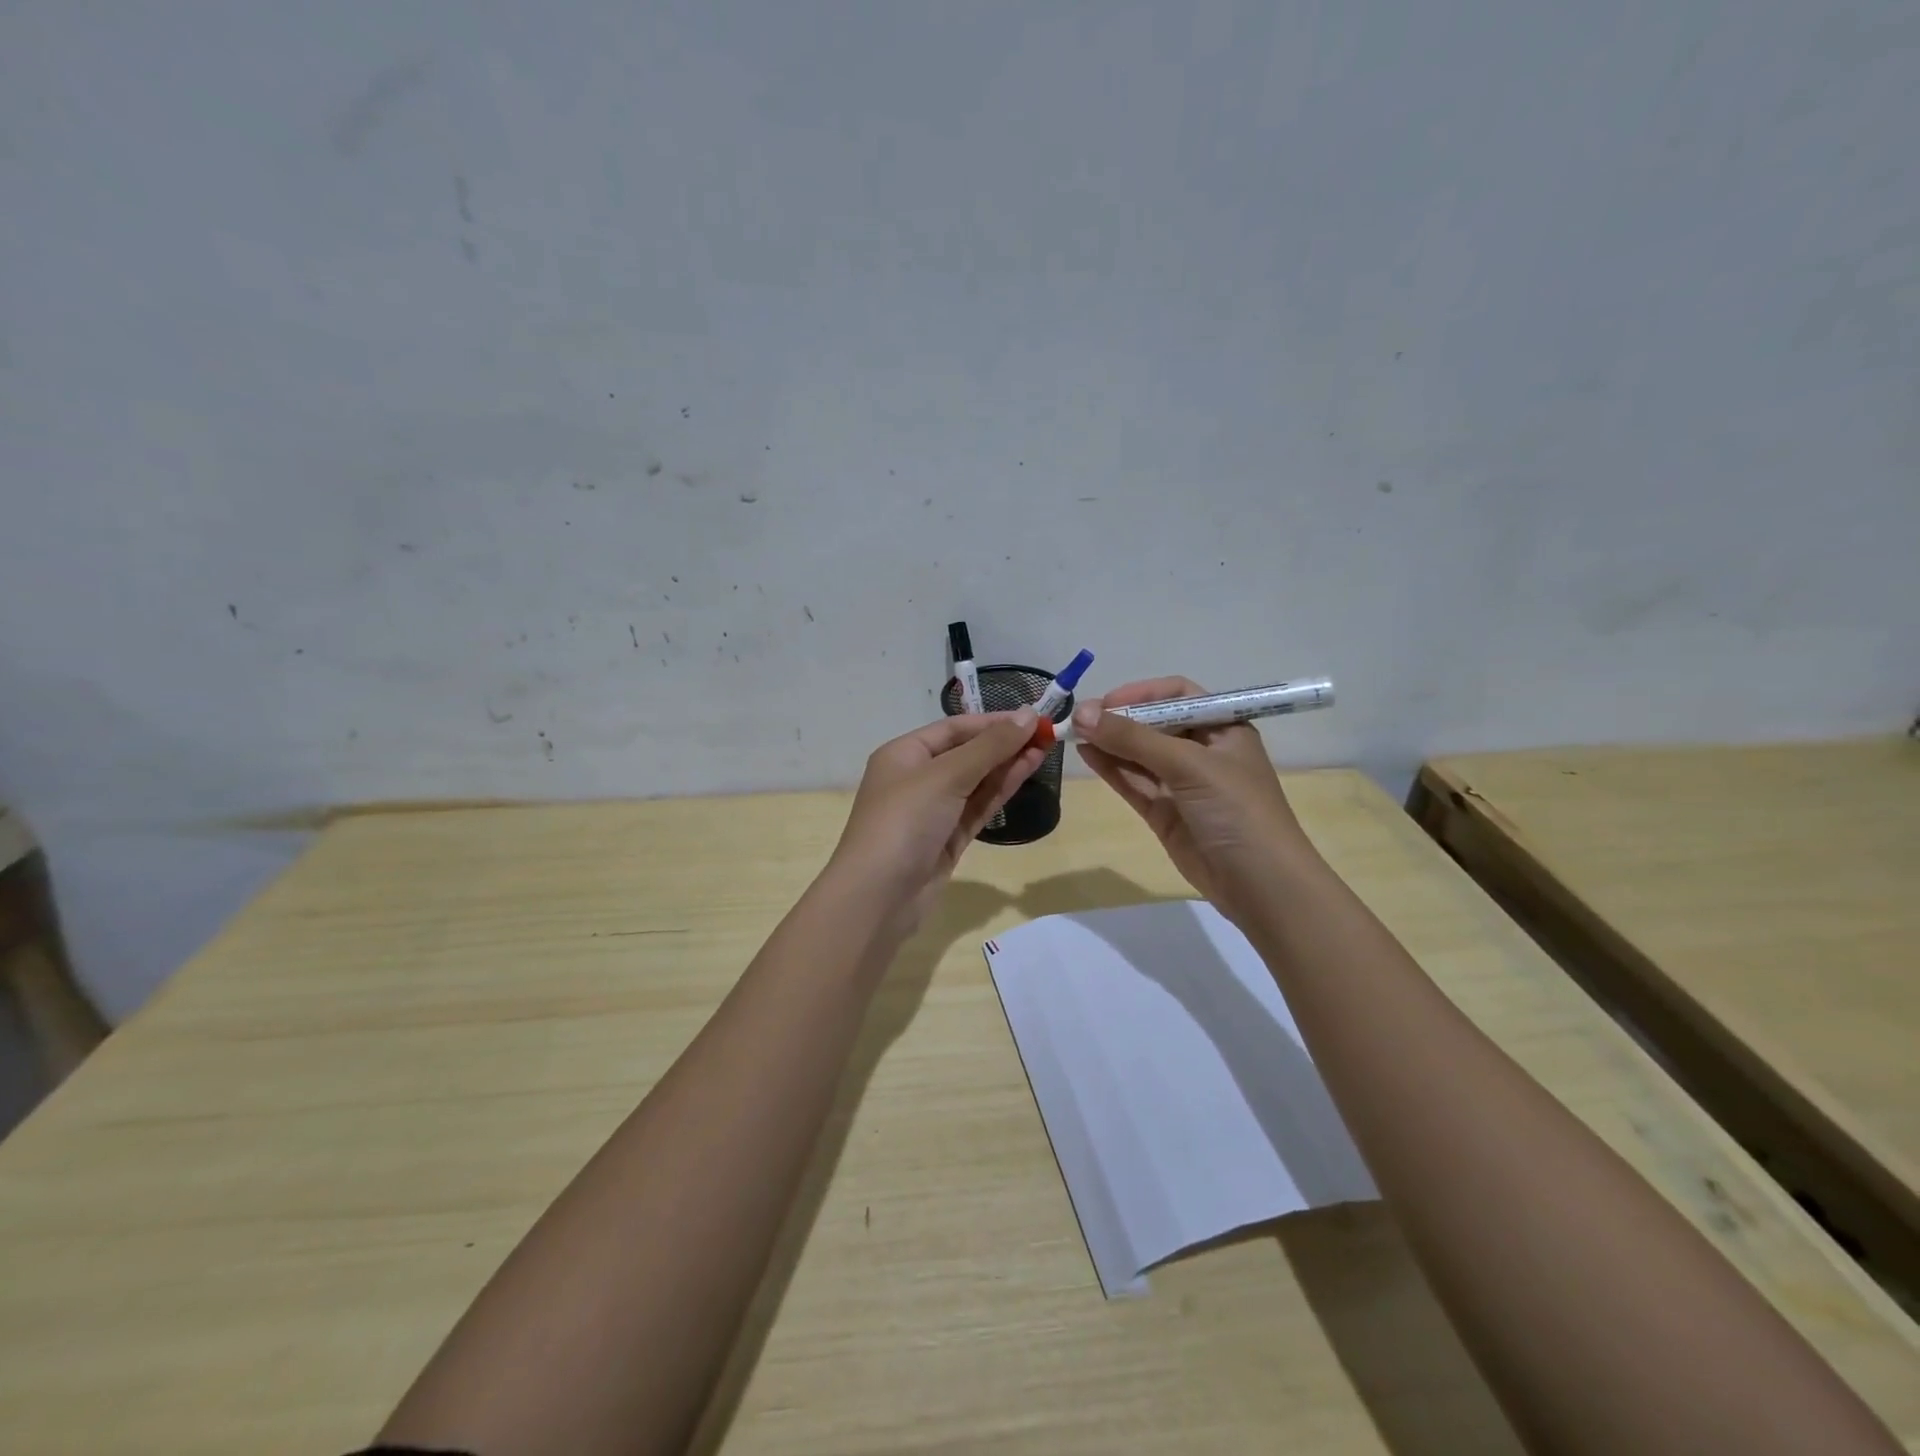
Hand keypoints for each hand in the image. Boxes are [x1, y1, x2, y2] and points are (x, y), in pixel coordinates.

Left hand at [827, 711, 1045, 935]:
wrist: (878, 897)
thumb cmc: (904, 822)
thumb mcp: (946, 775)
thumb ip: (989, 747)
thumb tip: (1027, 715)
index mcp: (904, 754)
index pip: (954, 728)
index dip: (994, 722)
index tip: (1034, 717)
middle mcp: (917, 778)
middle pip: (967, 753)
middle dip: (1004, 743)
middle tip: (1048, 733)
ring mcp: (933, 811)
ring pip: (976, 781)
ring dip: (1008, 764)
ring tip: (1045, 748)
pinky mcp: (948, 839)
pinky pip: (978, 806)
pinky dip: (1000, 790)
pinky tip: (1026, 772)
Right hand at [1074, 676, 1305, 921]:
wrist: (1260, 885)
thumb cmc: (1236, 810)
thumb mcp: (1189, 765)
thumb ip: (1134, 738)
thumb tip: (1082, 713)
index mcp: (1223, 728)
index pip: (1178, 695)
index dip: (1142, 693)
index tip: (1106, 701)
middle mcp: (1202, 751)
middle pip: (1154, 723)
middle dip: (1118, 719)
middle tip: (1079, 718)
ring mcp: (1182, 784)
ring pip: (1139, 754)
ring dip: (1109, 743)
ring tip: (1072, 734)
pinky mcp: (1165, 812)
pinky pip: (1134, 782)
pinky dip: (1111, 768)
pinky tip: (1086, 755)